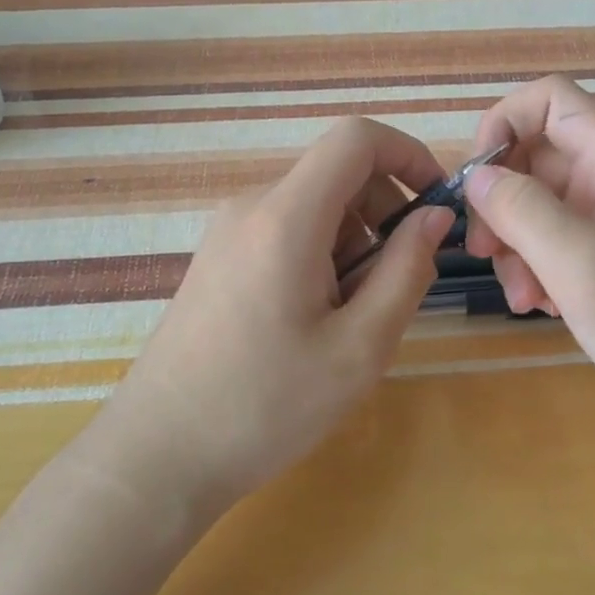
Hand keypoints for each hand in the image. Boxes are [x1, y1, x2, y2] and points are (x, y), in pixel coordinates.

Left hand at [101, 117, 454, 514]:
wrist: (157, 456)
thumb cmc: (265, 407)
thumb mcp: (360, 347)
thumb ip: (407, 270)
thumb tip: (435, 215)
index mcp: (287, 216)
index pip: (356, 138)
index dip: (408, 154)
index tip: (437, 204)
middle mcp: (252, 206)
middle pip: (338, 175)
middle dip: (384, 215)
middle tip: (395, 287)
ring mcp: (229, 231)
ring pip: (317, 207)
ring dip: (354, 245)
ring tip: (349, 320)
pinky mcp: (220, 257)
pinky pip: (288, 231)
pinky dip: (321, 257)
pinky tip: (314, 322)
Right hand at [463, 76, 594, 410]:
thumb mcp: (583, 265)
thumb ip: (524, 211)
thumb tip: (477, 176)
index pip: (552, 100)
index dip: (506, 120)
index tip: (478, 176)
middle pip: (535, 156)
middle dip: (501, 199)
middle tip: (485, 250)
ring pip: (536, 204)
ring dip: (514, 243)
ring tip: (522, 296)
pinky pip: (552, 241)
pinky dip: (534, 267)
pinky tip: (541, 307)